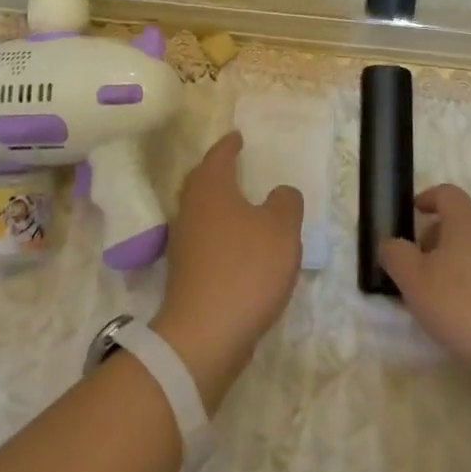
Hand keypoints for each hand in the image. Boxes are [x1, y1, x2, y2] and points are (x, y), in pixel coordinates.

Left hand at [153, 132, 303, 408]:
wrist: (205, 334)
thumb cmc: (246, 269)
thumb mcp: (282, 229)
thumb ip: (286, 203)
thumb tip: (280, 194)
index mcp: (211, 189)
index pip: (218, 156)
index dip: (229, 145)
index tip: (238, 137)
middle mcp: (191, 209)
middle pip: (201, 181)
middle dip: (217, 171)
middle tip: (235, 166)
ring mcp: (184, 243)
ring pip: (201, 211)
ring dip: (218, 204)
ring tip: (242, 205)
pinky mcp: (185, 273)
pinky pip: (204, 239)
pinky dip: (219, 233)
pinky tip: (238, 247)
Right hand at [377, 185, 470, 392]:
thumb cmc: (466, 305)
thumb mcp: (416, 281)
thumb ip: (396, 256)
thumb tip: (389, 243)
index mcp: (465, 219)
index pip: (445, 193)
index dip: (427, 199)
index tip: (413, 213)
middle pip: (461, 220)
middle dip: (436, 236)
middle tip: (418, 263)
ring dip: (455, 260)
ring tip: (438, 294)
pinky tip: (466, 312)